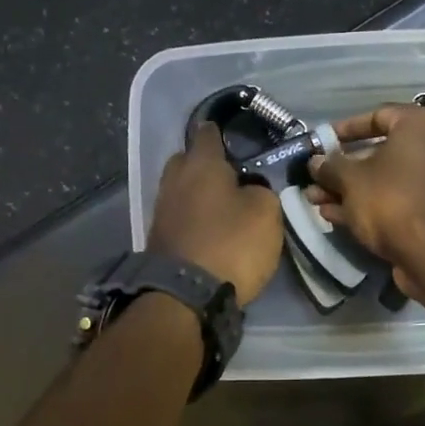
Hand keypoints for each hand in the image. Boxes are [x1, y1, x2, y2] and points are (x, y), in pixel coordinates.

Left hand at [148, 122, 282, 302]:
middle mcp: (175, 180)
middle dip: (205, 163)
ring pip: (181, 189)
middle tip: (230, 174)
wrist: (186, 295)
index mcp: (201, 164)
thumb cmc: (231, 244)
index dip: (221, 130)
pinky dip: (192, 218)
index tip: (234, 133)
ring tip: (222, 204)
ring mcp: (162, 210)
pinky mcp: (158, 238)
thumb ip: (261, 190)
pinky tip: (208, 228)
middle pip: (187, 160)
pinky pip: (178, 216)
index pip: (208, 133)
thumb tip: (250, 189)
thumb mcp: (266, 213)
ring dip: (198, 194)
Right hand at [306, 103, 424, 299]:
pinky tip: (335, 215)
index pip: (378, 115)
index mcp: (420, 125)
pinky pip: (399, 198)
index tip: (322, 142)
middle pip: (381, 151)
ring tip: (316, 200)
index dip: (345, 129)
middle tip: (316, 178)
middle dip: (343, 167)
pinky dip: (370, 203)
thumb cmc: (391, 200)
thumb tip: (315, 162)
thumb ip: (330, 166)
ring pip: (387, 178)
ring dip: (351, 189)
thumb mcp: (350, 180)